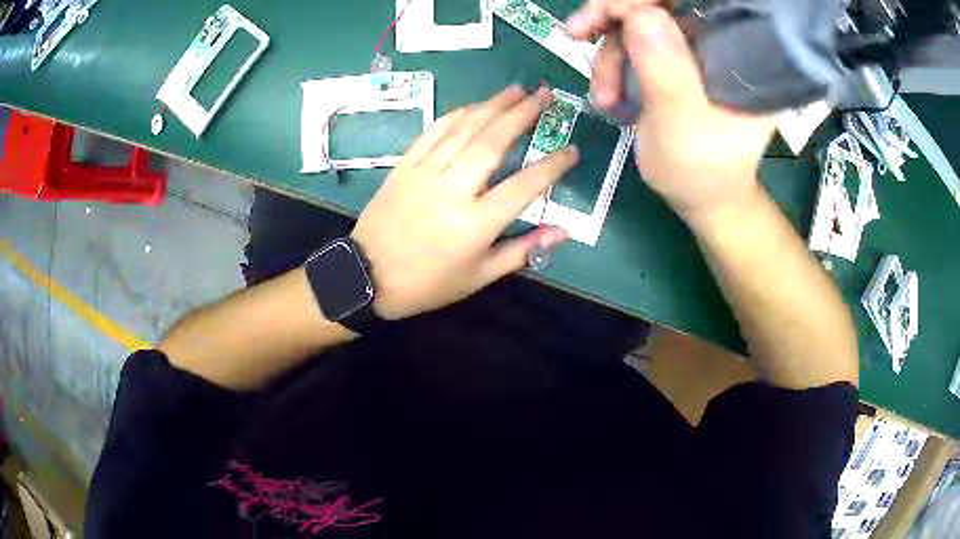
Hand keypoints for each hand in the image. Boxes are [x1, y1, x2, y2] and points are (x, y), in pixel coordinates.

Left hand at [351, 86, 577, 319]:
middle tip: (544, 94)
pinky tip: (475, 105)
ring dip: (493, 104)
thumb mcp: (479, 277)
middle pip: (493, 141)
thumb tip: (562, 232)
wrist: (367, 276)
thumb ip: (522, 251)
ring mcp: (425, 172)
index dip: (553, 166)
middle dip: (523, 114)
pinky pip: (434, 131)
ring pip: (464, 129)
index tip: (571, 150)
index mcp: (476, 223)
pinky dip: (457, 114)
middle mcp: (453, 189)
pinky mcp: (405, 165)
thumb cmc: (427, 283)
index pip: (526, 185)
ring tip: (517, 90)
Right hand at [567, 2, 776, 221]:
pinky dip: (611, 62)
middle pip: (659, 4)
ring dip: (609, 54)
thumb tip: (640, 13)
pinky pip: (631, 41)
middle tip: (579, 34)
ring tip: (605, 98)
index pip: (695, 2)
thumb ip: (667, 72)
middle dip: (614, 17)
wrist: (701, 197)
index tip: (608, 12)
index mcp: (739, 55)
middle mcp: (718, 42)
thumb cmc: (703, 172)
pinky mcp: (674, 59)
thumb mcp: (684, 127)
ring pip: (637, 21)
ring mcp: (694, 49)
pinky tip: (608, 95)